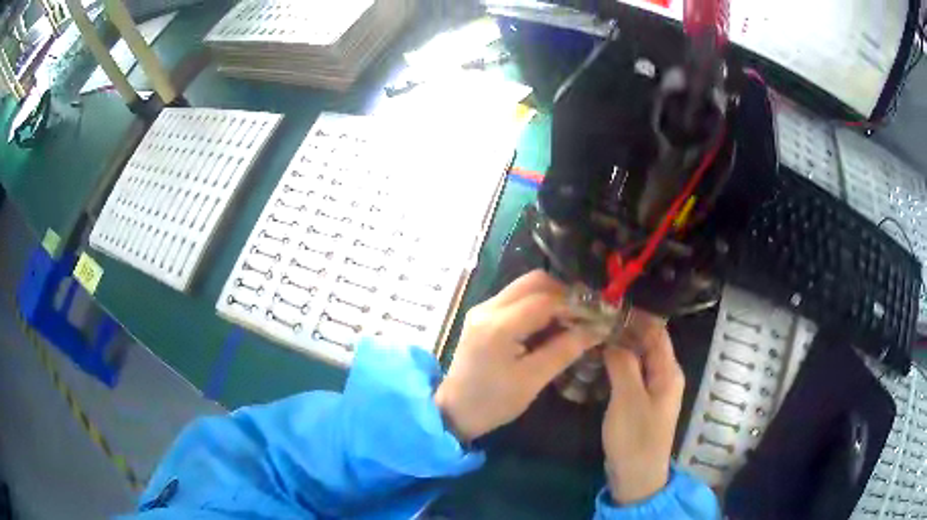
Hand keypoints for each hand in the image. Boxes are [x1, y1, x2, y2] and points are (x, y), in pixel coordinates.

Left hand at [434, 270, 602, 441]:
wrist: (454, 411)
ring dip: (552, 297)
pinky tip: (552, 324)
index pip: (545, 300)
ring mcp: (483, 309)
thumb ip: (565, 350)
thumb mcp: (533, 380)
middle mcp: (488, 308)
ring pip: (525, 287)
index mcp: (498, 326)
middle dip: (564, 294)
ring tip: (573, 319)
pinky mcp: (483, 316)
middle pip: (533, 282)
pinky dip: (538, 305)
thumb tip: (597, 329)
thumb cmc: (493, 402)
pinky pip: (516, 299)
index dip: (575, 304)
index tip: (598, 315)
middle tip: (586, 314)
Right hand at [602, 318, 684, 504]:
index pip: (657, 331)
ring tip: (592, 335)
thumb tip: (612, 337)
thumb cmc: (636, 438)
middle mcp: (664, 375)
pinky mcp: (640, 401)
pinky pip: (631, 374)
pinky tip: (597, 361)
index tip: (609, 305)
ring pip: (637, 358)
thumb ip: (623, 363)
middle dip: (624, 329)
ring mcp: (652, 389)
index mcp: (668, 371)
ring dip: (619, 346)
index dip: (636, 316)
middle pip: (647, 342)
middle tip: (594, 320)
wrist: (636, 476)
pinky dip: (616, 363)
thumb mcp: (628, 399)